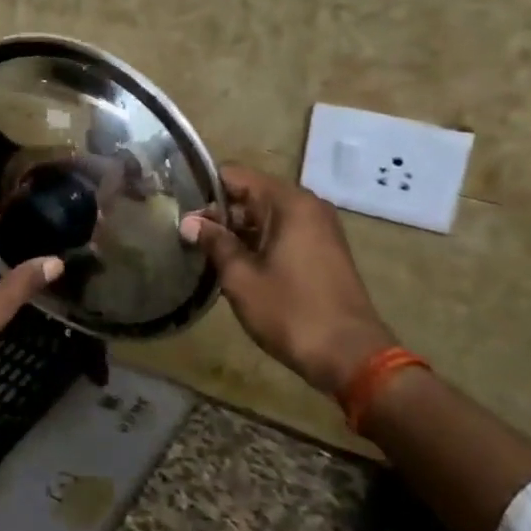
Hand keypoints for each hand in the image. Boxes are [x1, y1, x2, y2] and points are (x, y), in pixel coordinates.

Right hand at [180, 165, 394, 392]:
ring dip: (237, 231)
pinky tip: (235, 266)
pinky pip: (282, 233)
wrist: (349, 355)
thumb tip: (189, 222)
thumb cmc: (290, 311)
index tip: (180, 211)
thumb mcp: (241, 277)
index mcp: (288, 203)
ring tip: (205, 253)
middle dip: (219, 214)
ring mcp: (319, 228)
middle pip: (251, 194)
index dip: (204, 191)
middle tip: (187, 237)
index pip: (235, 176)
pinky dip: (258, 243)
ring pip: (266, 216)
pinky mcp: (323, 250)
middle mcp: (307, 206)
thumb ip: (214, 243)